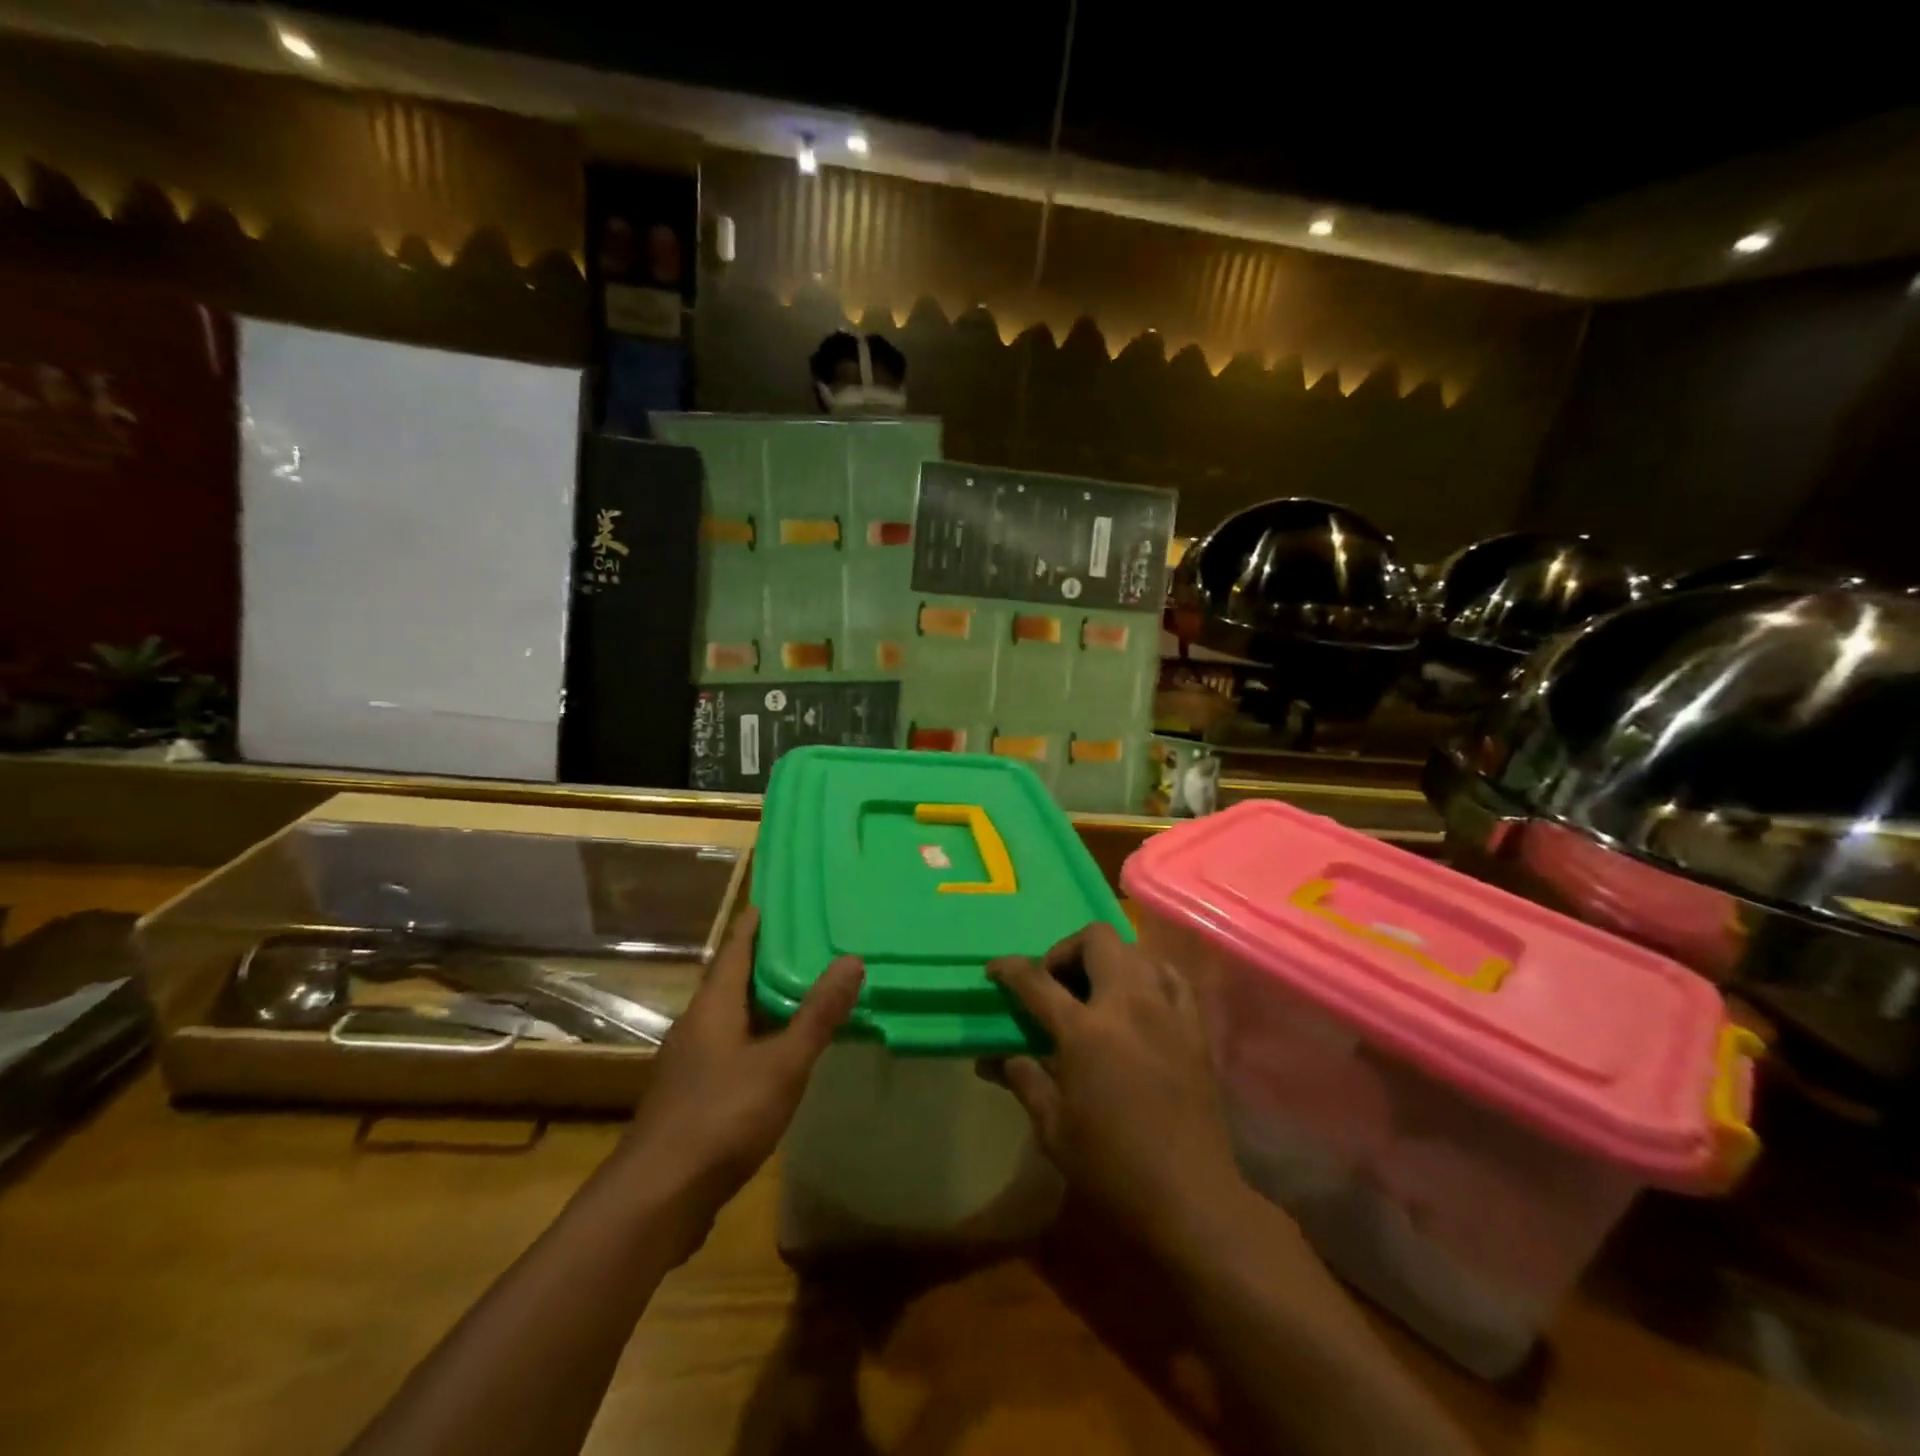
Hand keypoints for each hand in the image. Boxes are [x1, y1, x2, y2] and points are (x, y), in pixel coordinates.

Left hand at [614, 908, 862, 1244]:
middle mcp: (696, 1026)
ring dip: (761, 1003)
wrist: (657, 1199)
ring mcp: (689, 1065)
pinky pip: (729, 1050)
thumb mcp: (782, 1063)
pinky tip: (778, 1055)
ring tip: (800, 993)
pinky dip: (756, 1039)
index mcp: (713, 1007)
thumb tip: (852, 959)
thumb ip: (818, 1014)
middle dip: (764, 962)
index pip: (736, 949)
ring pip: (730, 1019)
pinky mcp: (690, 1098)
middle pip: (732, 981)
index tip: (774, 900)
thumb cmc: (722, 1117)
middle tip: (806, 944)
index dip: (754, 925)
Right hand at [988, 922, 1248, 1253]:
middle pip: (1096, 939)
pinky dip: (1149, 974)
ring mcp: (1167, 1010)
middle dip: (1066, 949)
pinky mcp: (1195, 1026)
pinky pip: (1172, 976)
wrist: (1190, 1197)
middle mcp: (1127, 1004)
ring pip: (1135, 950)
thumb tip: (993, 1058)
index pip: (1036, 980)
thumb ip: (1023, 1079)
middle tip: (1054, 982)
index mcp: (1085, 1031)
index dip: (1009, 969)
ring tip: (1095, 992)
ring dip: (1107, 960)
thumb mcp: (1054, 1128)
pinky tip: (1140, 1000)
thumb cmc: (1112, 1166)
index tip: (995, 970)